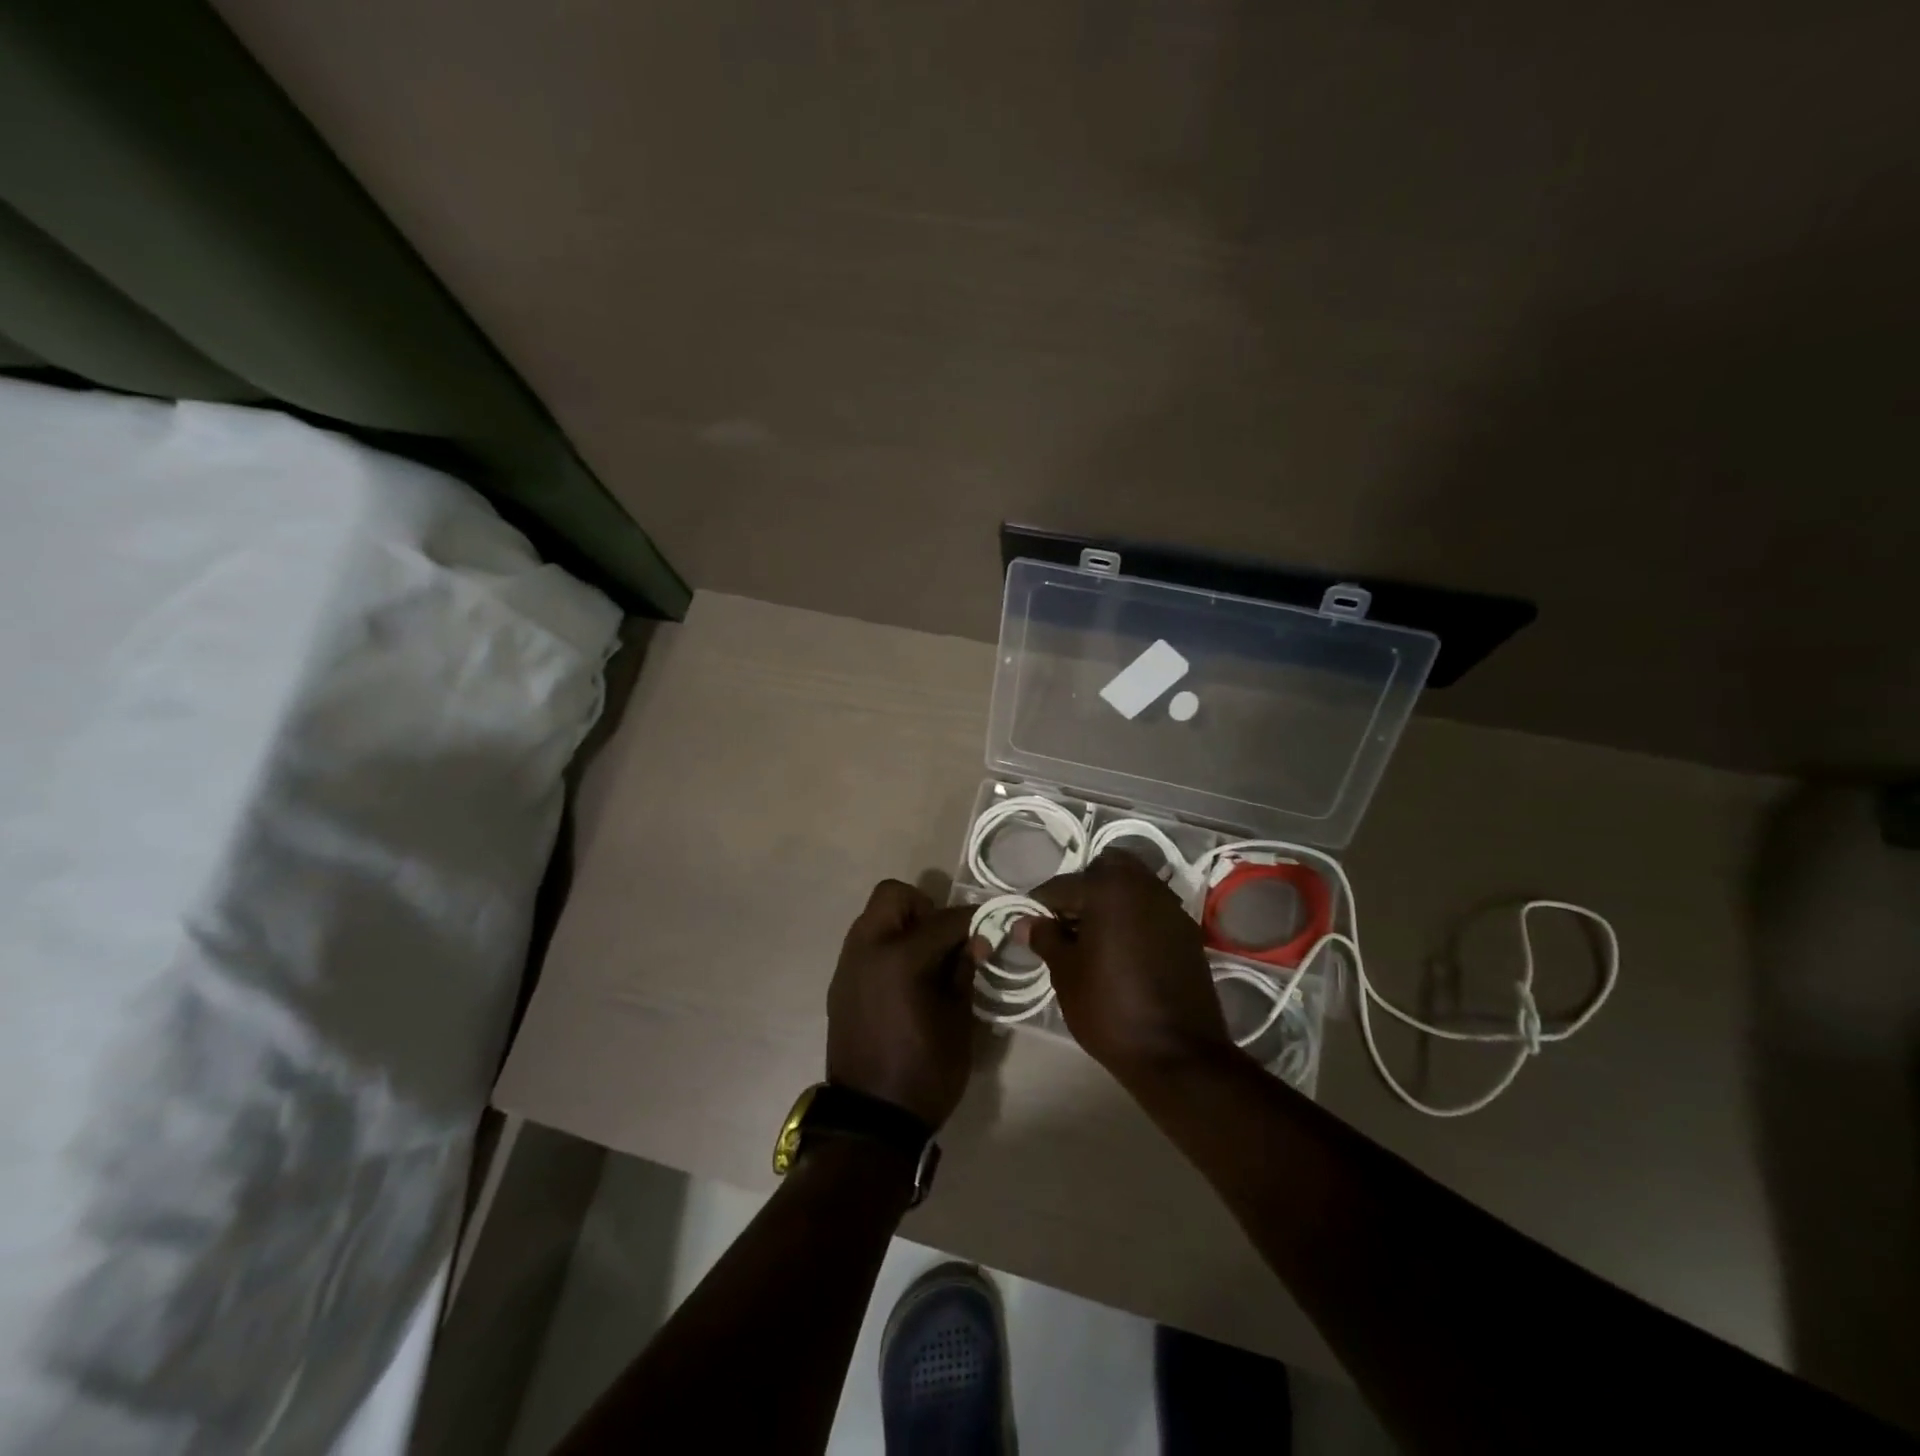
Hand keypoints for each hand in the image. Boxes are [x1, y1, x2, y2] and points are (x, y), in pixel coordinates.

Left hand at [827, 881, 985, 1128]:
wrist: (872, 1120)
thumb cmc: (925, 1071)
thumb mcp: (958, 1021)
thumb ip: (963, 970)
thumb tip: (974, 940)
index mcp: (900, 958)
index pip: (944, 919)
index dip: (972, 919)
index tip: (991, 923)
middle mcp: (867, 949)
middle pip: (894, 896)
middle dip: (924, 908)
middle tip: (945, 939)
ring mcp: (848, 965)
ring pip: (874, 916)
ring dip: (903, 924)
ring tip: (926, 959)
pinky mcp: (840, 983)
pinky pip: (865, 944)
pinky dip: (887, 946)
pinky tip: (905, 979)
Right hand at [1023, 850, 1233, 1085]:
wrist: (1177, 1054)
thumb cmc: (1109, 1007)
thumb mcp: (1065, 973)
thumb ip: (1045, 938)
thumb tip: (1024, 922)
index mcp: (1108, 888)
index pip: (1062, 886)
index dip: (1041, 906)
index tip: (1031, 926)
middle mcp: (1143, 886)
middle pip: (1105, 869)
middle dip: (1083, 889)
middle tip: (1067, 924)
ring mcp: (1170, 907)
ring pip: (1133, 886)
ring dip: (1111, 901)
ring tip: (1094, 939)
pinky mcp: (1187, 932)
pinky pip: (1152, 909)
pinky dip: (1134, 918)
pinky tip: (1122, 950)